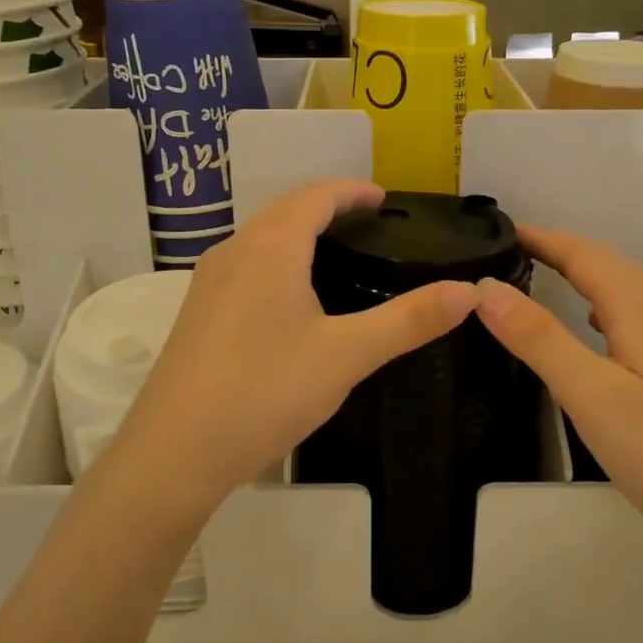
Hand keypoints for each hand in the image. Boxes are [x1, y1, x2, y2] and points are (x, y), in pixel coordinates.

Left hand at [114, 179, 478, 509]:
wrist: (174, 451)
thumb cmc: (265, 391)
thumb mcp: (347, 355)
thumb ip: (409, 321)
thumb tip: (468, 292)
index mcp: (271, 247)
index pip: (316, 194)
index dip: (353, 190)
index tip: (384, 200)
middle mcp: (235, 251)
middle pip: (285, 209)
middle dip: (328, 206)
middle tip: (369, 225)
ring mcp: (209, 282)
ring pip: (261, 237)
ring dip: (298, 231)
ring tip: (337, 255)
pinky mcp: (197, 312)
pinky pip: (245, 264)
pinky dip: (277, 259)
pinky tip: (292, 299)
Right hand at [474, 225, 642, 568]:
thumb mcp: (591, 395)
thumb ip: (539, 338)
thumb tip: (485, 286)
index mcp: (640, 310)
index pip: (584, 254)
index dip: (542, 237)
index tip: (498, 230)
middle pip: (607, 264)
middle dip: (559, 248)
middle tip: (509, 250)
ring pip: (622, 290)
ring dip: (581, 273)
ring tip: (540, 276)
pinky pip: (630, 316)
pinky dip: (599, 304)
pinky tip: (589, 329)